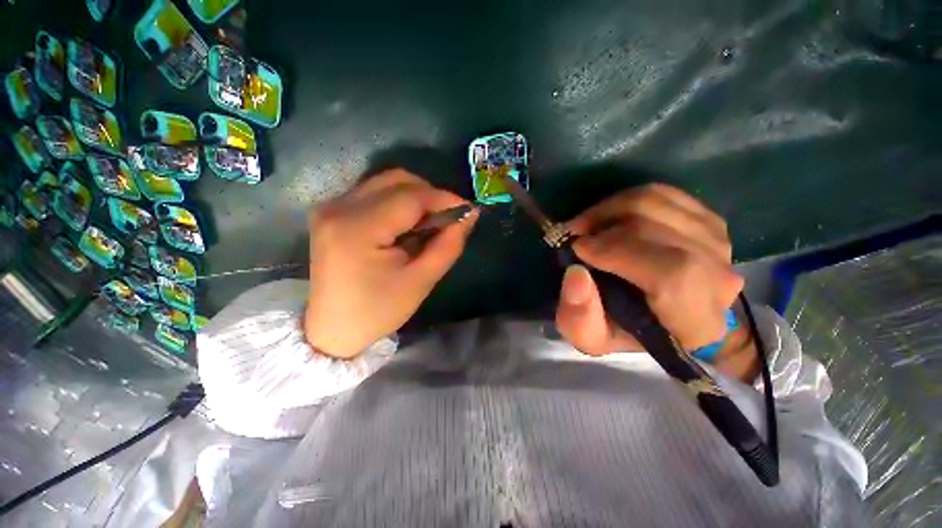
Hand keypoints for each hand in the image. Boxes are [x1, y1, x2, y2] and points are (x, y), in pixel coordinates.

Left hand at [305, 170, 477, 358]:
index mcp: (358, 229)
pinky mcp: (331, 211)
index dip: (444, 199)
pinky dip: (398, 201)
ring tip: (428, 224)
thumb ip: (448, 245)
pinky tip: (406, 225)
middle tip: (447, 219)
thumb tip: (469, 215)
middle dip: (430, 195)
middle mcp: (338, 207)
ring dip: (415, 197)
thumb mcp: (421, 282)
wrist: (332, 328)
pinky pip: (373, 192)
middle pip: (397, 180)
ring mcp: (330, 207)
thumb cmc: (378, 310)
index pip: (410, 197)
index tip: (468, 211)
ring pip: (386, 182)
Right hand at [555, 183, 744, 357]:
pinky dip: (627, 201)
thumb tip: (576, 274)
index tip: (578, 249)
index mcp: (693, 318)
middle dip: (604, 225)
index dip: (618, 252)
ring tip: (587, 224)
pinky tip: (610, 217)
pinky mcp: (707, 221)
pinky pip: (663, 194)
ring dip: (610, 209)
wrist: (670, 319)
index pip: (672, 272)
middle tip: (575, 234)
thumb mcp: (593, 339)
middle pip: (659, 228)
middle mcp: (718, 276)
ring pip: (657, 204)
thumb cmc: (630, 333)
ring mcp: (717, 242)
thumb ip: (579, 318)